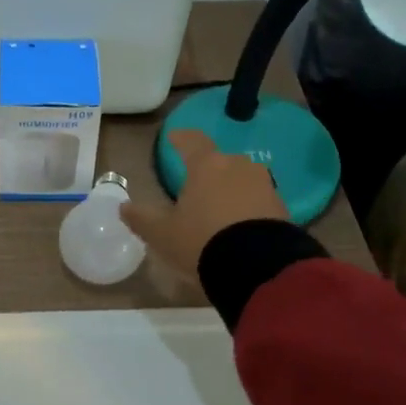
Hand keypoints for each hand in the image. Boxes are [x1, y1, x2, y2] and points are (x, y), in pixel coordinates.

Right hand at [120, 130, 287, 278]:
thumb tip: (123, 207)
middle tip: (196, 185)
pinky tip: (240, 226)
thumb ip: (141, 219)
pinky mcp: (282, 208)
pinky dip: (247, 208)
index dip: (181, 139)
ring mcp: (264, 185)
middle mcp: (238, 167)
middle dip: (208, 170)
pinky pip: (258, 201)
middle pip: (220, 161)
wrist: (258, 267)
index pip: (192, 141)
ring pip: (242, 180)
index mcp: (207, 165)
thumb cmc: (201, 241)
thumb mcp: (162, 234)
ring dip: (230, 189)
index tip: (174, 137)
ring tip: (219, 208)